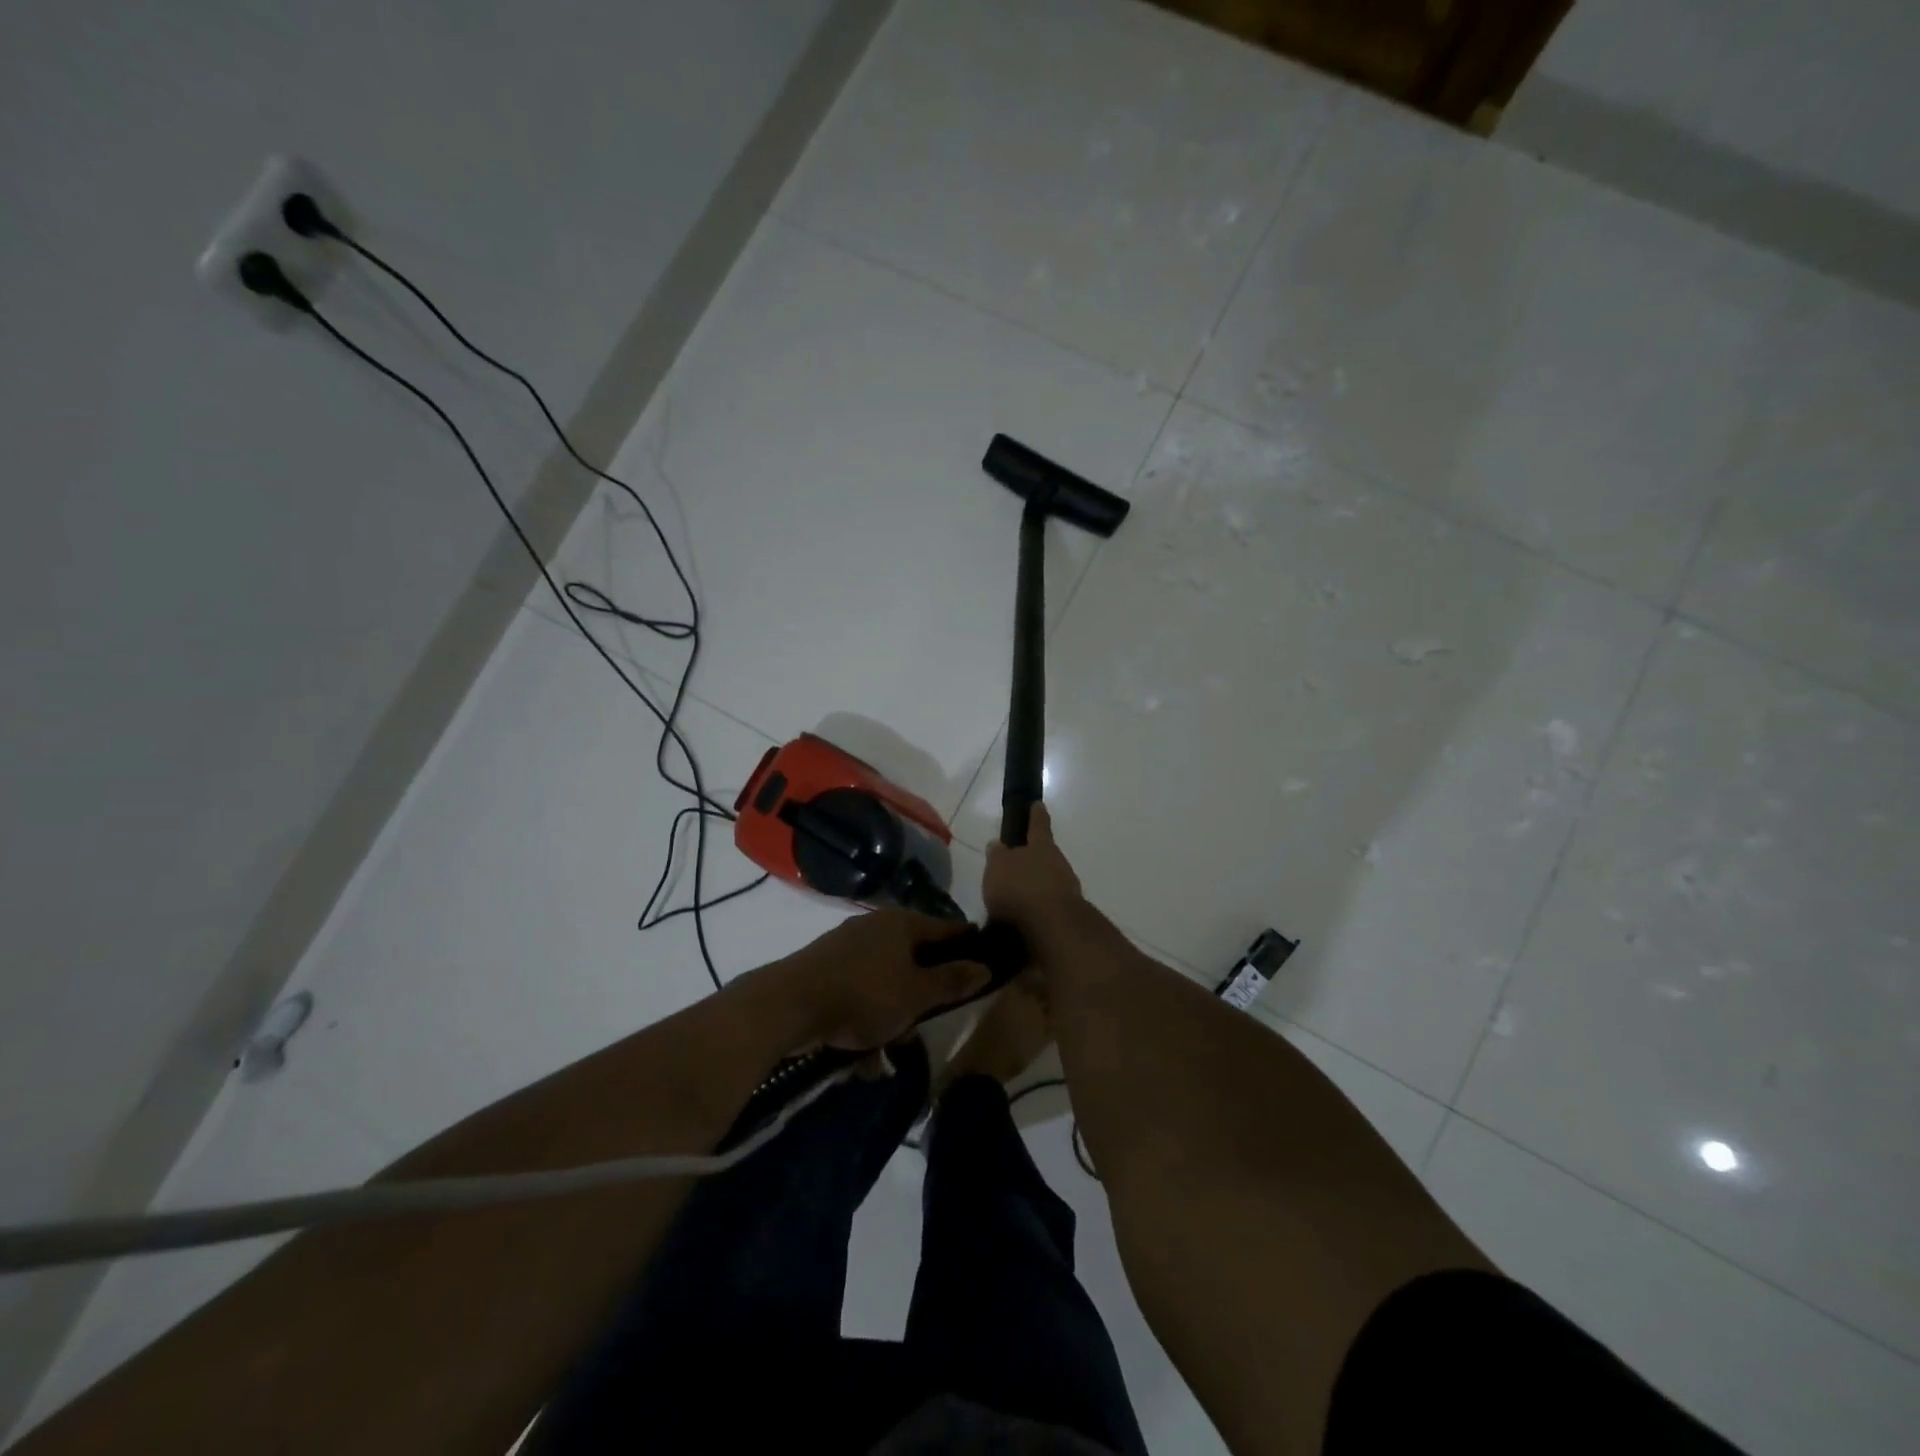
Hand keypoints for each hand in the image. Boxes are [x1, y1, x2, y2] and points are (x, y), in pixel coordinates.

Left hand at [777, 909, 989, 1052]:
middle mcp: (875, 925)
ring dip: (894, 1010)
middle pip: (914, 954)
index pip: (947, 929)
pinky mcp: (825, 967)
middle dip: (925, 990)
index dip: (968, 946)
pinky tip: (864, 1050)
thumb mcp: (915, 995)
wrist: (788, 1005)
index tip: (985, 966)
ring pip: (886, 977)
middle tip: (932, 1019)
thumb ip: (951, 981)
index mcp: (901, 922)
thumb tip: (984, 966)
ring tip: (893, 1047)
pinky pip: (859, 990)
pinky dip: (867, 1014)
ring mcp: (847, 945)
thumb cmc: (863, 994)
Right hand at [982, 803, 1084, 935]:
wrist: (1053, 926)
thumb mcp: (998, 868)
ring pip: (1049, 880)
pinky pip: (1049, 904)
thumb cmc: (1020, 888)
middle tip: (1016, 867)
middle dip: (1033, 859)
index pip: (1038, 824)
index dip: (1036, 814)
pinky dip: (1038, 907)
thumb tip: (998, 844)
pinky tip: (1024, 918)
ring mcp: (1067, 888)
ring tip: (1014, 899)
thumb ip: (998, 855)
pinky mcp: (1068, 912)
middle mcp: (1058, 862)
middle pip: (1045, 855)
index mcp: (1041, 846)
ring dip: (1034, 886)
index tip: (1038, 804)